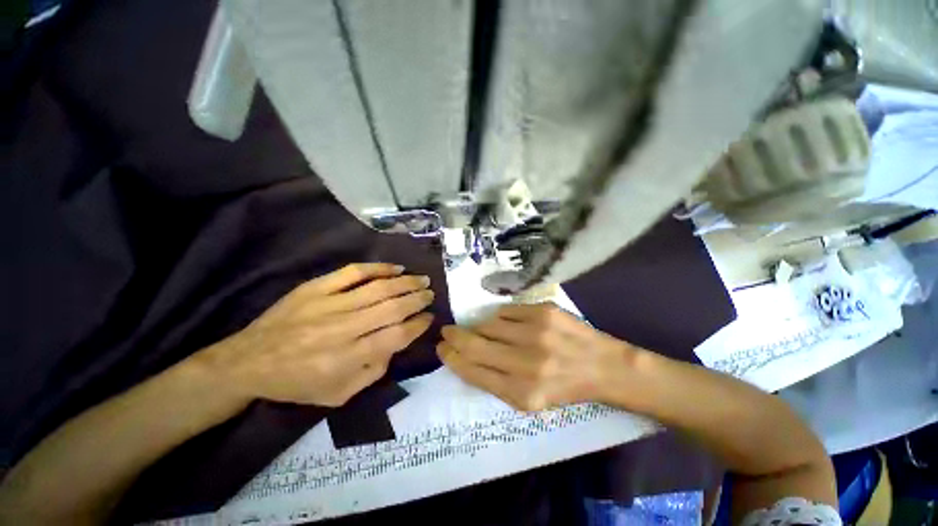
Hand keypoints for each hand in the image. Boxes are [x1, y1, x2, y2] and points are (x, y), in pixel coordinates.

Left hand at [201, 263, 434, 406]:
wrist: (253, 361)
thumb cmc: (295, 384)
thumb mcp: (336, 397)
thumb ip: (368, 375)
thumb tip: (390, 349)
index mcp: (349, 358)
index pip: (395, 336)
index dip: (417, 325)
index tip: (429, 319)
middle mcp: (343, 328)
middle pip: (390, 308)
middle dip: (416, 300)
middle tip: (430, 295)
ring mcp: (328, 304)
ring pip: (375, 288)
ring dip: (403, 283)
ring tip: (421, 280)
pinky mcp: (314, 288)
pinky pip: (350, 273)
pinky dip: (374, 269)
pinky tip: (391, 269)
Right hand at [438, 303, 633, 410]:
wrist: (601, 367)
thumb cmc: (563, 389)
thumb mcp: (528, 402)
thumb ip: (494, 384)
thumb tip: (464, 358)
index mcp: (520, 392)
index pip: (471, 370)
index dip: (450, 358)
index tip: (443, 349)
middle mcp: (526, 363)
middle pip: (473, 344)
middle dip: (453, 337)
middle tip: (447, 333)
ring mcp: (536, 333)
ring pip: (487, 324)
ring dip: (477, 327)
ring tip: (480, 331)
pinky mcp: (546, 311)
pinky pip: (506, 310)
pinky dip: (499, 317)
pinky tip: (504, 324)